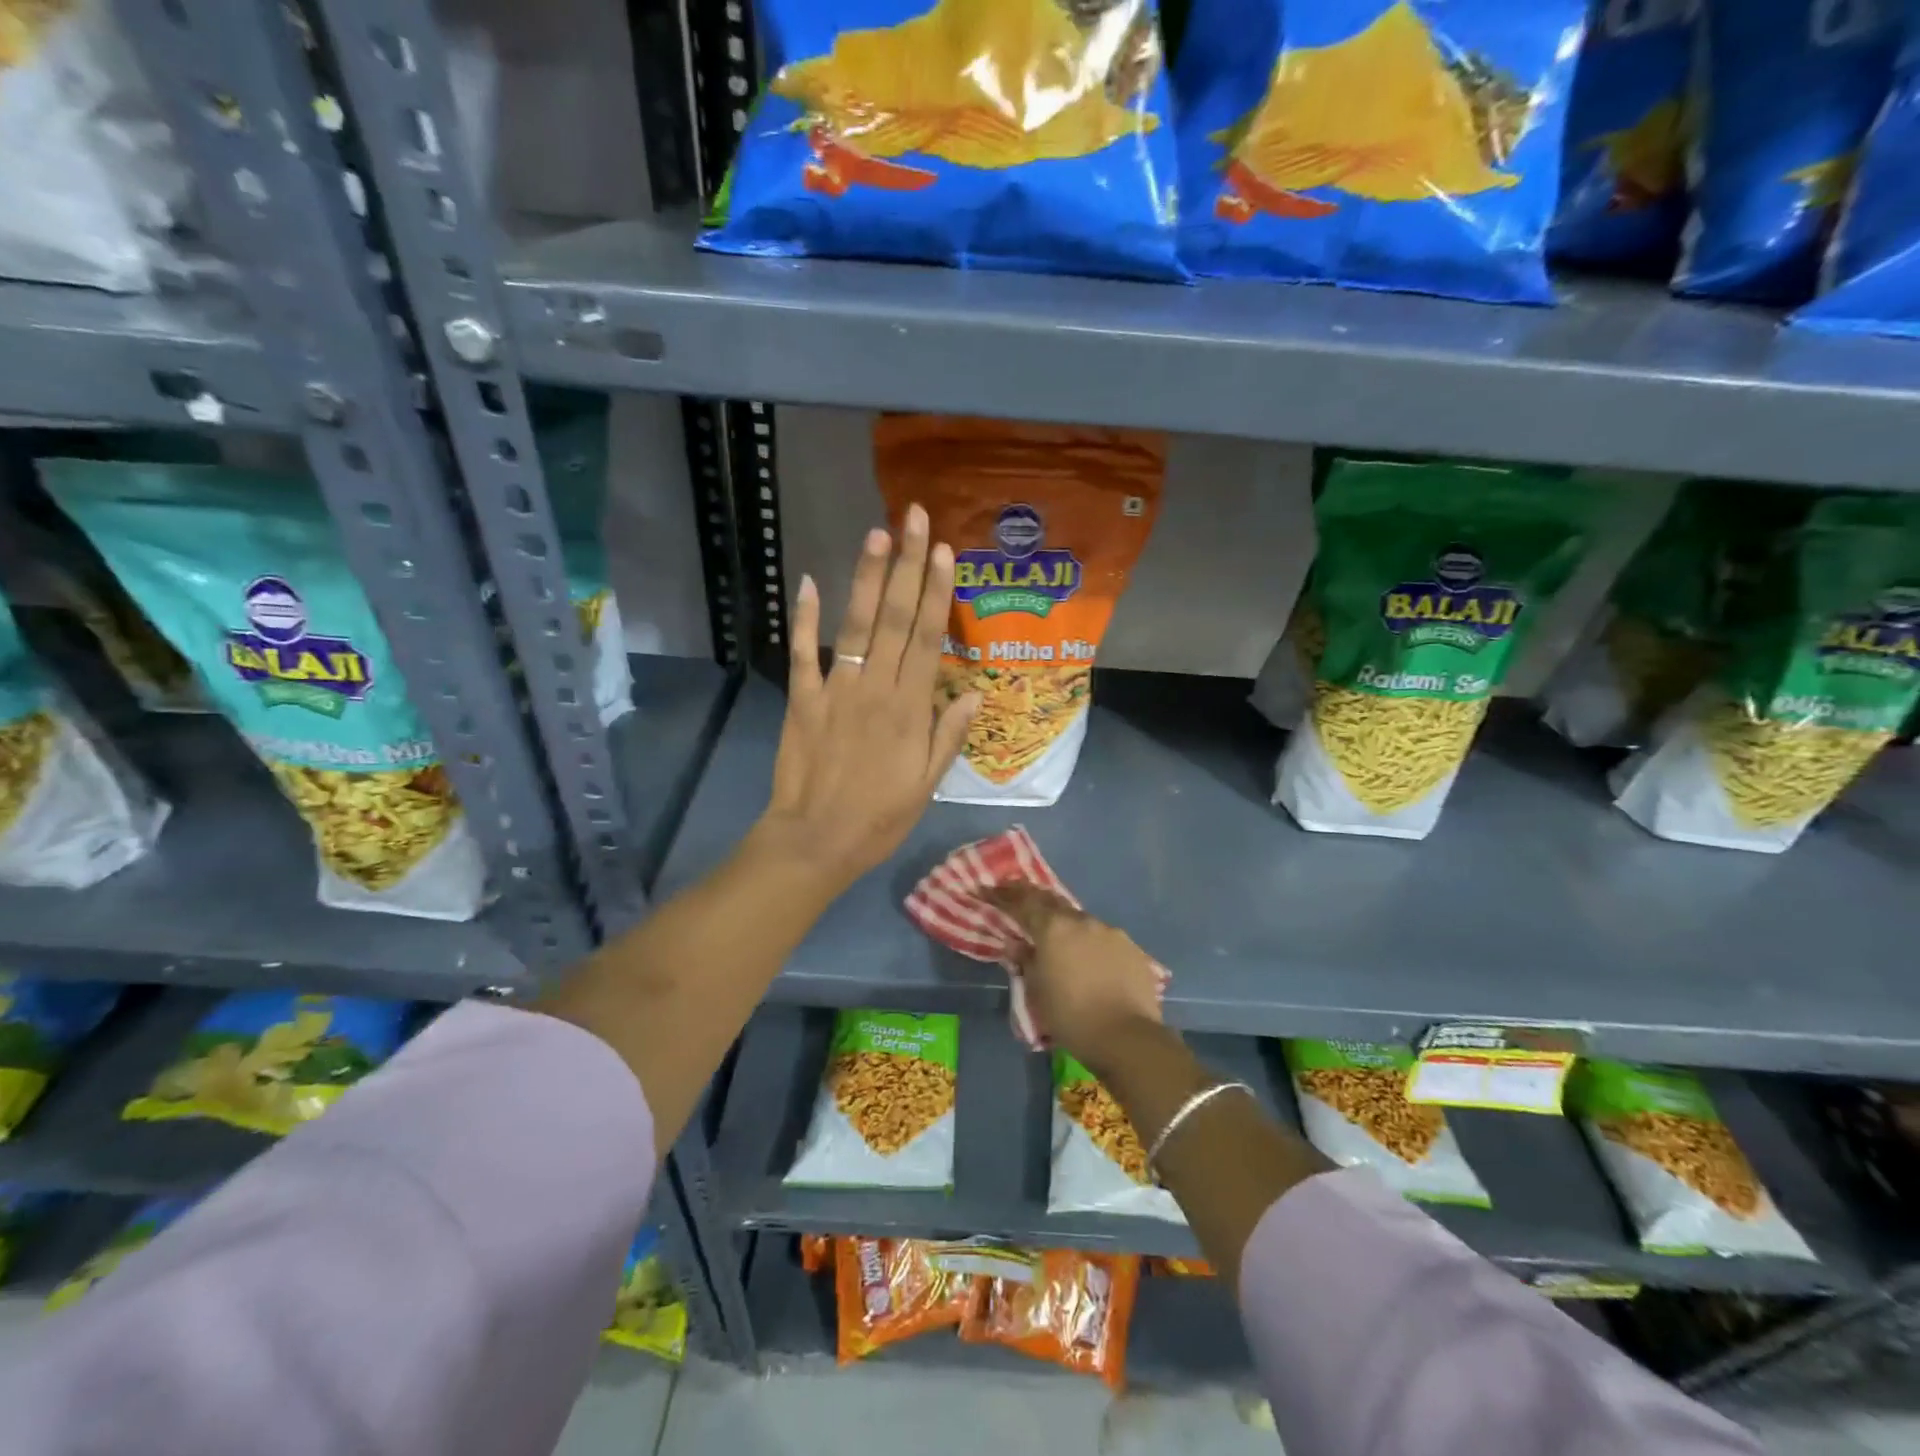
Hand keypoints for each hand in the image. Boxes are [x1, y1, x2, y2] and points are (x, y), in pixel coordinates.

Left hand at [756, 505, 978, 889]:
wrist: (816, 840)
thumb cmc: (879, 817)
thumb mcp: (927, 785)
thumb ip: (949, 734)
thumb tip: (974, 690)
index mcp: (910, 708)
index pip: (929, 639)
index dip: (938, 592)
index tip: (944, 552)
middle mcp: (875, 688)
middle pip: (896, 618)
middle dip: (908, 566)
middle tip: (914, 518)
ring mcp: (835, 690)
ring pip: (855, 626)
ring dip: (867, 578)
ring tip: (877, 534)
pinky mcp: (801, 699)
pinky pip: (803, 653)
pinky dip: (805, 618)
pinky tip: (809, 582)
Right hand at [983, 883, 1162, 1069]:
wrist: (1126, 1037)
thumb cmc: (1071, 1017)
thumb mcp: (1037, 992)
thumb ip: (1025, 961)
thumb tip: (1016, 945)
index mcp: (1053, 928)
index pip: (1022, 902)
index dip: (1003, 895)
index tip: (988, 889)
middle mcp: (1082, 921)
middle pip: (1052, 902)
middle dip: (1033, 899)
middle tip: (1018, 897)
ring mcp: (1110, 932)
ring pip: (1081, 921)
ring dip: (1066, 926)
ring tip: (1059, 940)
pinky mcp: (1132, 948)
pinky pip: (1104, 938)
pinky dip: (1091, 944)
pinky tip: (1091, 962)